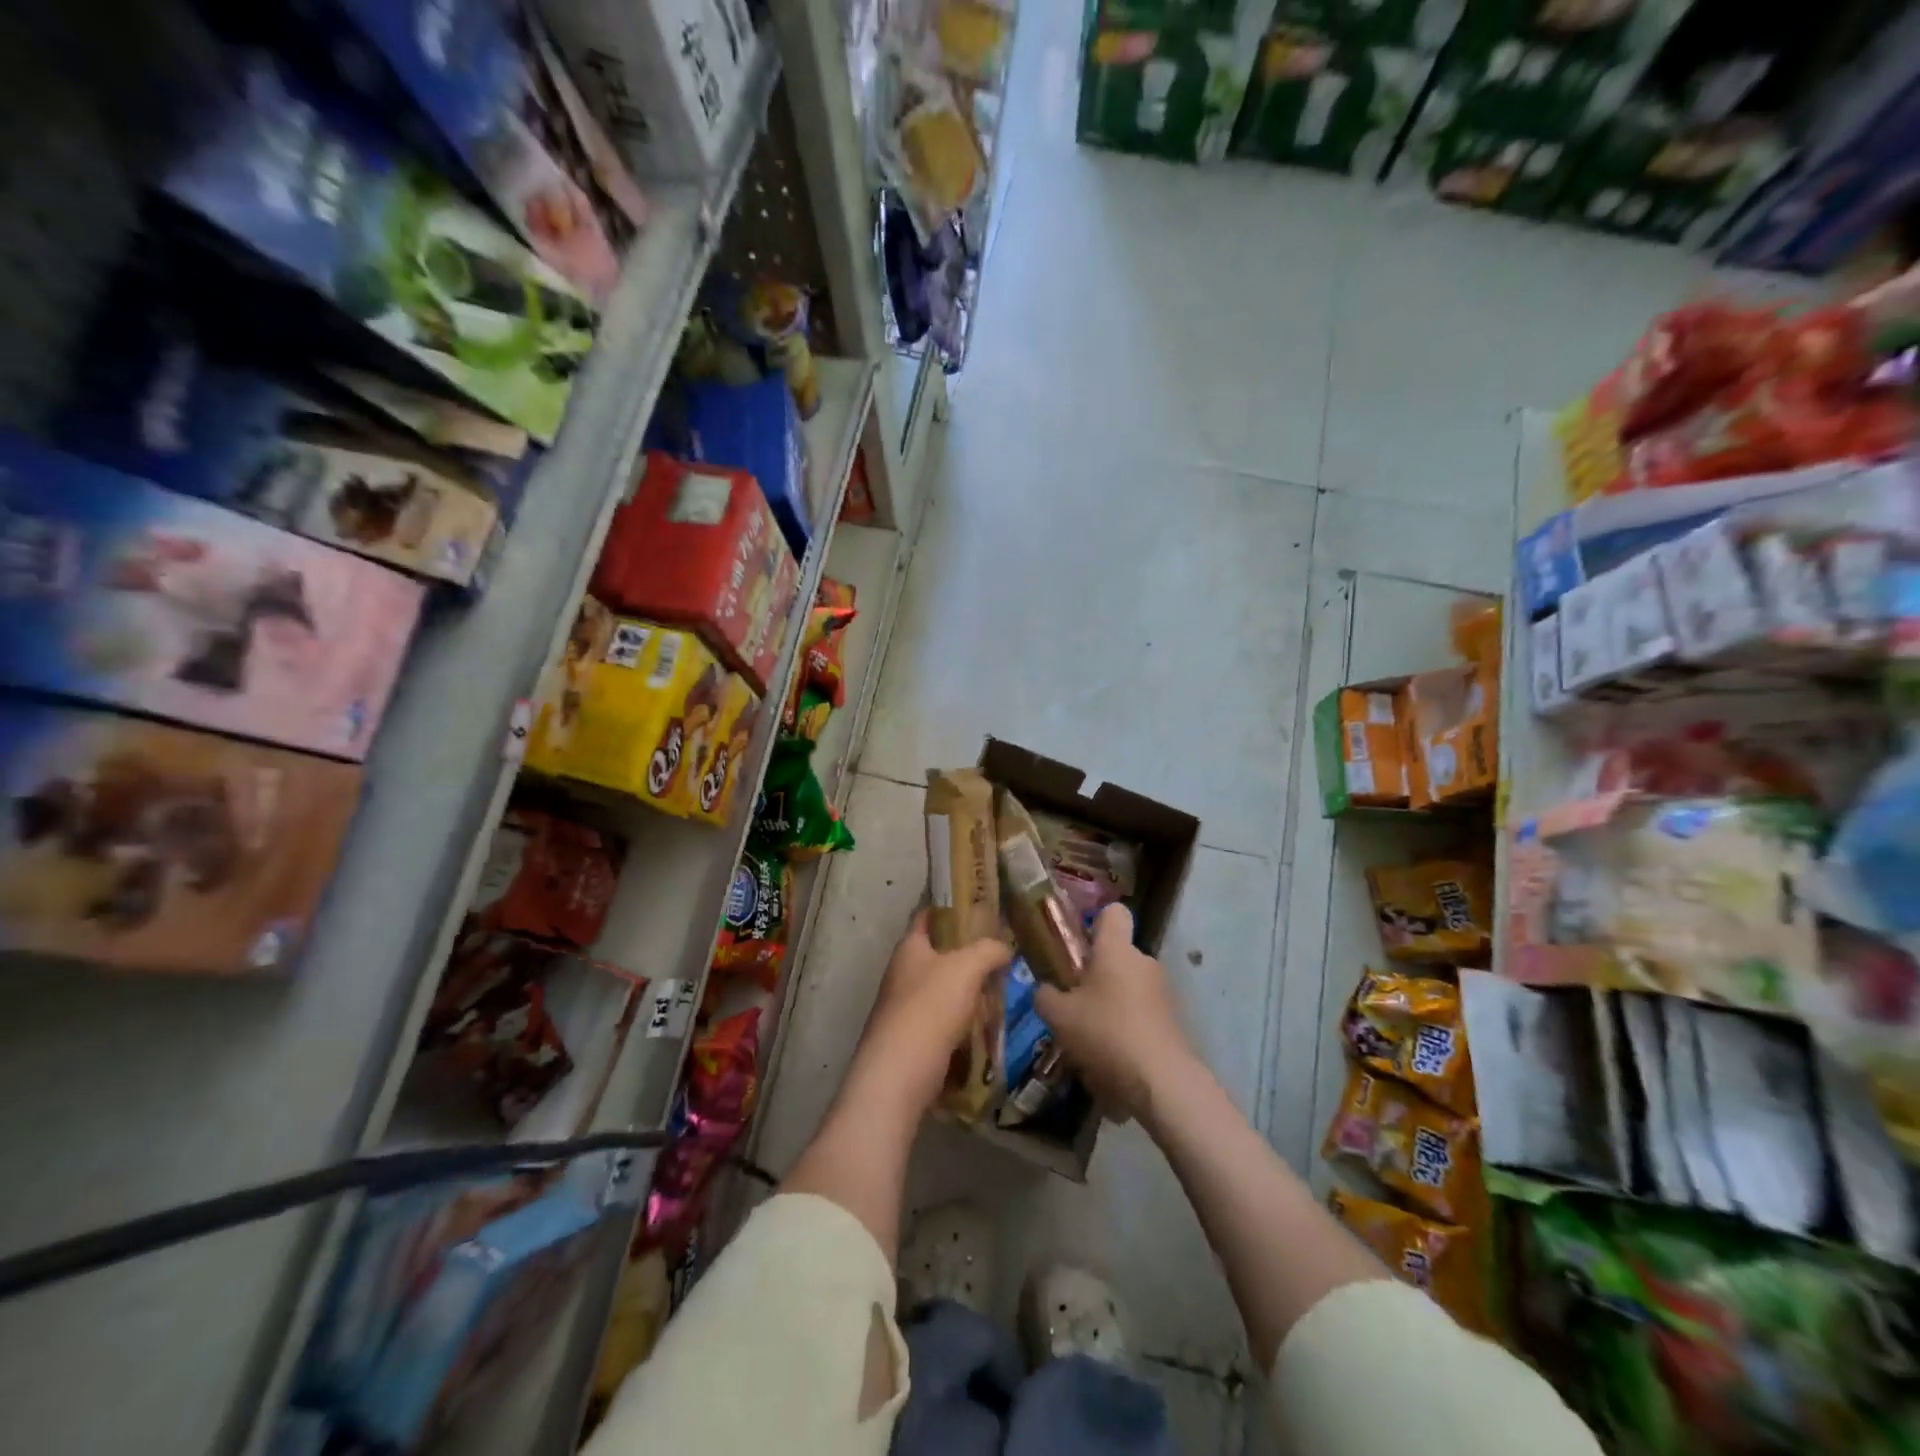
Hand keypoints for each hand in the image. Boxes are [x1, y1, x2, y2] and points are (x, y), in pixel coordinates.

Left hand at [850, 910, 1008, 1116]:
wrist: (899, 1075)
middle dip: (970, 954)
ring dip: (970, 990)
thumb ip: (989, 950)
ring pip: (945, 989)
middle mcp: (903, 973)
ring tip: (1002, 990)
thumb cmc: (930, 1008)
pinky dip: (965, 1020)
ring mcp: (906, 1007)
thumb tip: (1004, 948)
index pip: (929, 916)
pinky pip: (945, 1020)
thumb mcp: (967, 967)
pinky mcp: (914, 1038)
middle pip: (940, 954)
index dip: (953, 908)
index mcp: (909, 948)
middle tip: (1003, 954)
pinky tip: (987, 1024)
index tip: (982, 908)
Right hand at [1035, 904, 1195, 1121]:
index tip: (1078, 947)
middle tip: (1073, 1003)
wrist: (1161, 1083)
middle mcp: (1144, 962)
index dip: (1095, 922)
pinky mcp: (1172, 1022)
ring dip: (1110, 1005)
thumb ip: (1045, 996)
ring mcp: (1163, 992)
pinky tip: (1111, 1058)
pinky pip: (1141, 1014)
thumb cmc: (1105, 1033)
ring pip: (1128, 988)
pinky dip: (1126, 1029)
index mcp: (1117, 949)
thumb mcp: (1058, 1016)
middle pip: (1117, 956)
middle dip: (1096, 975)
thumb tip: (1045, 990)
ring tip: (1089, 1038)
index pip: (1113, 912)